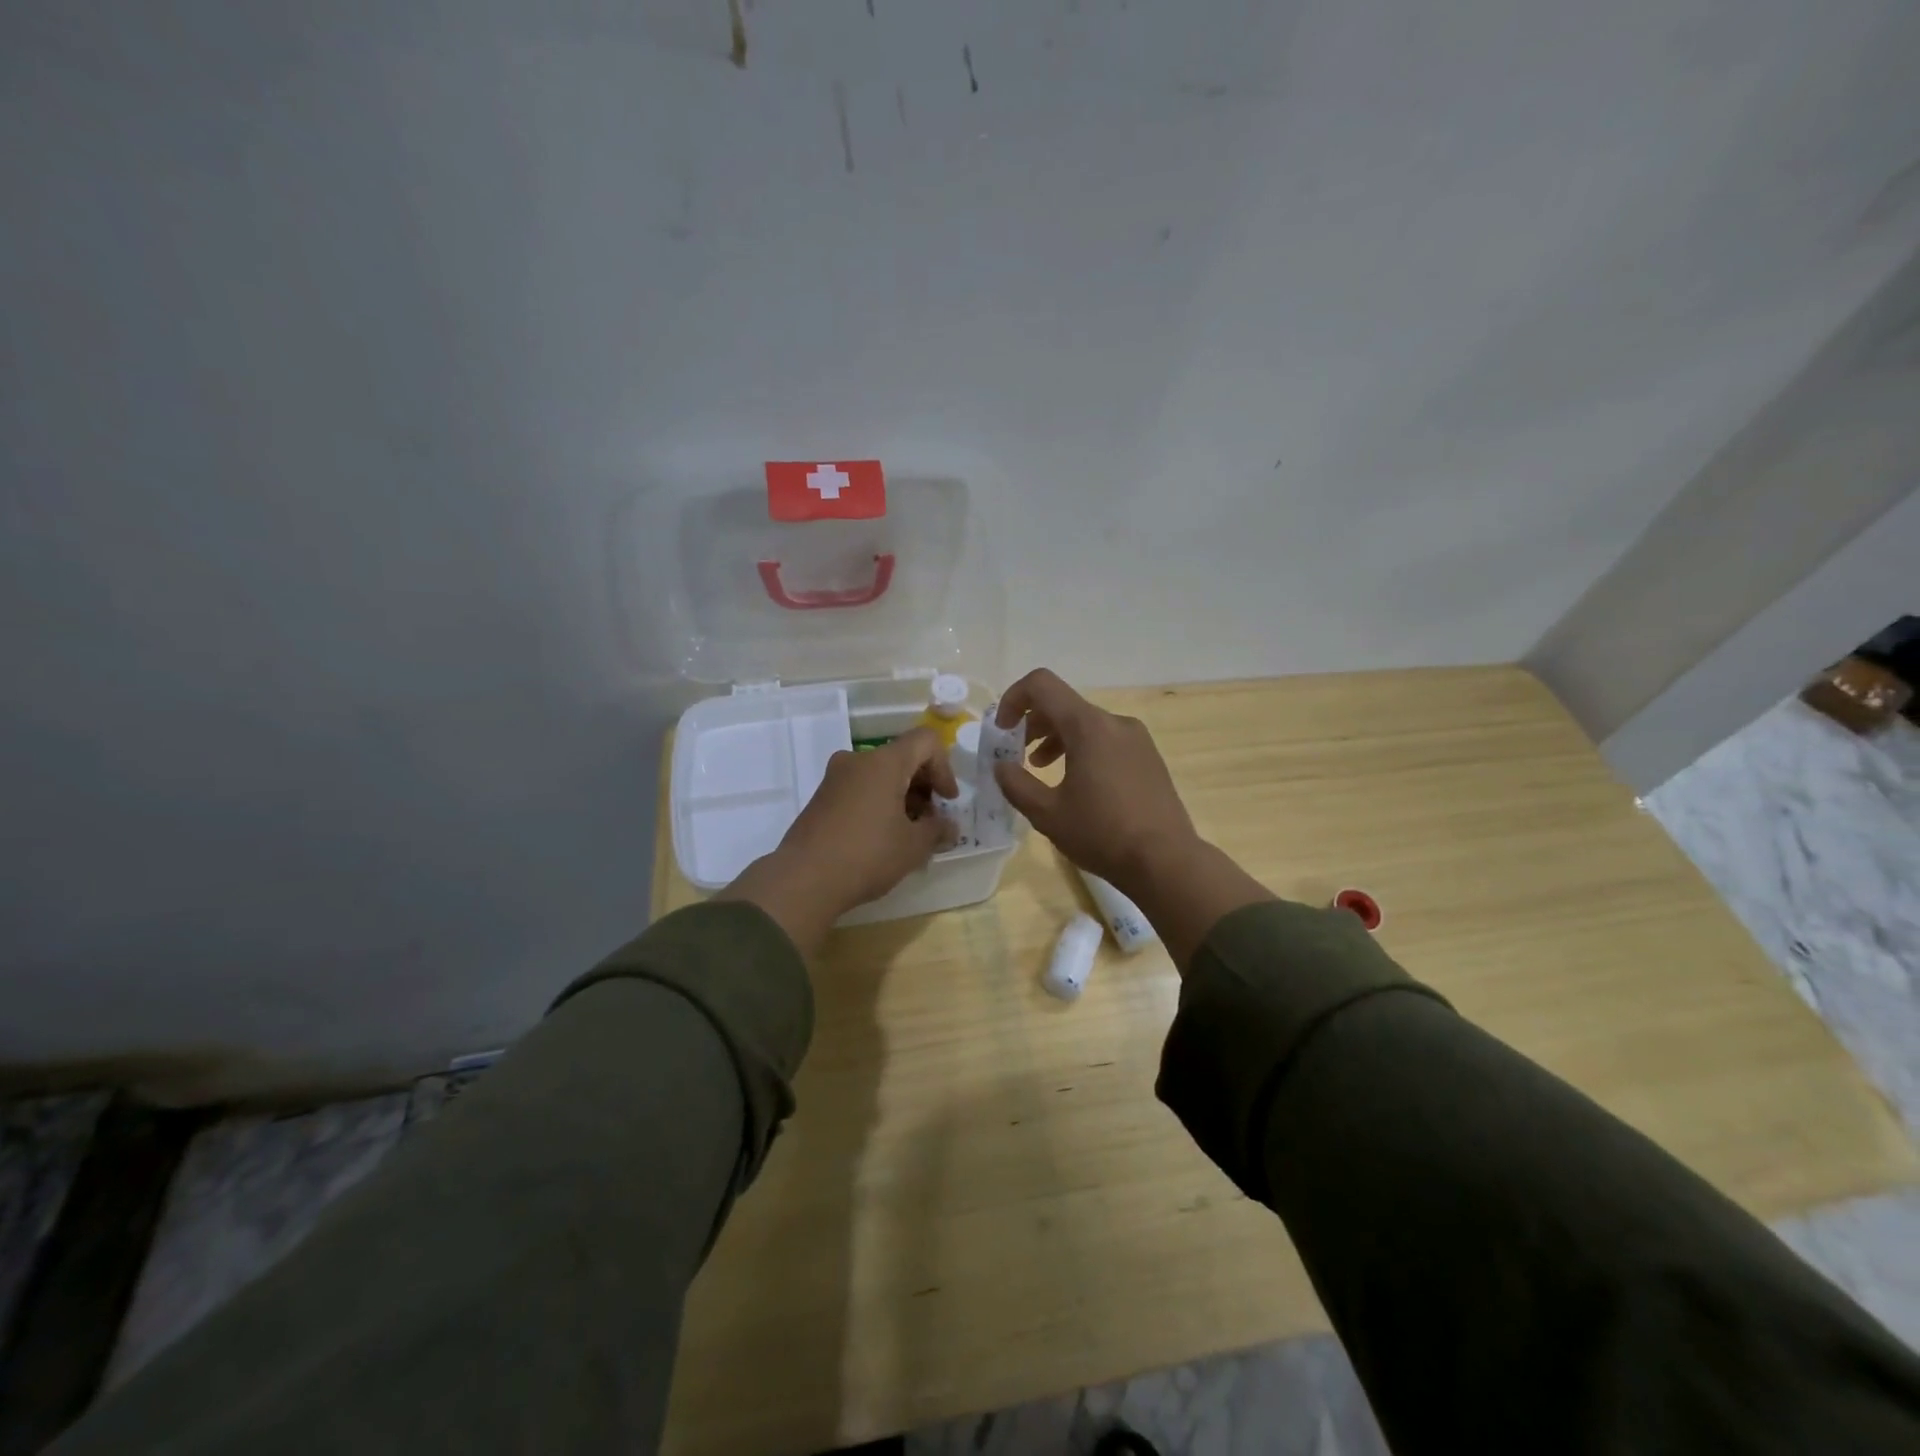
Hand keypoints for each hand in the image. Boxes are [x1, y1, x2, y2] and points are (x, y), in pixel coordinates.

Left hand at [719, 728, 958, 954]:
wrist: (804, 879)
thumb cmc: (868, 855)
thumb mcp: (914, 846)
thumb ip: (937, 829)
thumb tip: (949, 827)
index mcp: (884, 762)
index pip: (925, 741)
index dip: (944, 767)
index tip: (947, 801)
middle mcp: (858, 760)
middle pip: (902, 757)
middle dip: (923, 786)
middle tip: (931, 821)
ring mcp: (835, 778)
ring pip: (880, 775)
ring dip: (901, 797)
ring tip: (908, 834)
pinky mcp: (821, 798)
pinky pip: (860, 789)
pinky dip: (878, 803)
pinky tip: (882, 838)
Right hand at [993, 669, 1272, 968]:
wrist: (1166, 861)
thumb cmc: (1101, 834)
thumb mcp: (1047, 814)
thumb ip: (1016, 784)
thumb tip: (1001, 766)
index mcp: (1088, 726)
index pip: (1042, 685)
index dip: (1013, 699)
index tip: (1002, 730)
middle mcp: (1115, 722)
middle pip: (1064, 704)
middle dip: (1033, 724)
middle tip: (1016, 754)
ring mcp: (1137, 739)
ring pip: (1086, 723)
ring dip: (1056, 738)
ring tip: (1041, 769)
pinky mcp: (1148, 757)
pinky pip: (1106, 739)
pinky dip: (1082, 749)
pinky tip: (1076, 783)